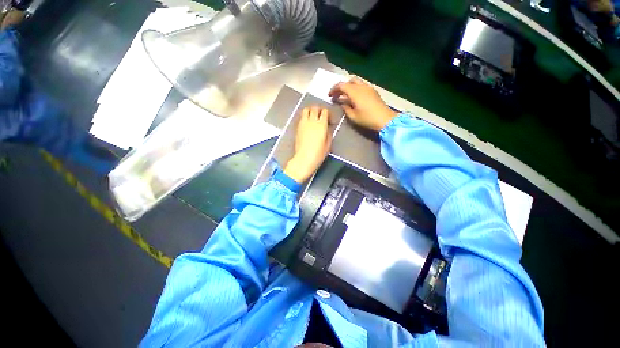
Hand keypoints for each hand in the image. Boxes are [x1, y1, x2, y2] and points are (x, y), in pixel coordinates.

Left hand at [284, 107, 332, 183]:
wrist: (304, 159)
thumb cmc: (318, 154)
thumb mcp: (328, 144)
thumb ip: (328, 133)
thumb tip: (327, 128)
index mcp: (321, 124)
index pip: (325, 111)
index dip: (328, 114)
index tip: (330, 120)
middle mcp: (312, 121)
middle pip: (315, 107)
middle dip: (320, 110)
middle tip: (322, 116)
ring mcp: (303, 123)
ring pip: (306, 109)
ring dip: (311, 111)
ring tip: (313, 117)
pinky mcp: (297, 127)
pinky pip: (301, 117)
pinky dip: (305, 116)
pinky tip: (308, 124)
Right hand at [328, 77, 397, 131]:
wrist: (385, 119)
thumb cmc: (367, 119)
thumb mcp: (353, 116)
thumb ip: (345, 108)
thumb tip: (342, 102)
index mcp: (355, 92)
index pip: (341, 85)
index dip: (334, 89)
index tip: (329, 95)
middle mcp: (361, 86)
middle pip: (349, 81)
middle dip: (341, 86)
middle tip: (336, 94)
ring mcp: (368, 87)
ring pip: (356, 81)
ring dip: (349, 86)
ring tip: (344, 94)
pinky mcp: (373, 91)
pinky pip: (362, 85)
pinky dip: (355, 88)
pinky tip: (354, 96)